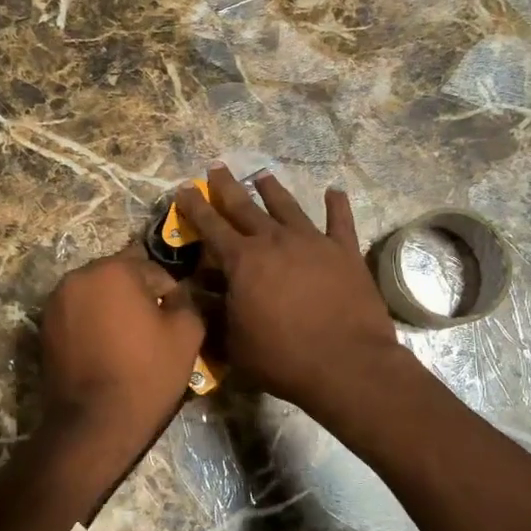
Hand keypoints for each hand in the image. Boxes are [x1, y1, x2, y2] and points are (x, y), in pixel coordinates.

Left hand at [38, 244, 205, 461]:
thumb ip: (186, 301)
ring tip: (127, 343)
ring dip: (113, 309)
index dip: (170, 296)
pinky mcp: (44, 327)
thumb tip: (175, 295)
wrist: (94, 423)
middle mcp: (78, 276)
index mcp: (114, 270)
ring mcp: (56, 302)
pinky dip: (93, 325)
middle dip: (138, 297)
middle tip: (152, 332)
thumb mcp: (187, 335)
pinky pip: (78, 315)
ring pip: (97, 295)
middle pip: (120, 277)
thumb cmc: (145, 374)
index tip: (174, 323)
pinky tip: (105, 352)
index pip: (154, 270)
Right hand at [175, 165, 404, 418]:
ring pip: (288, 206)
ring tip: (263, 175)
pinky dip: (336, 205)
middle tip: (217, 167)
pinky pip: (340, 220)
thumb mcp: (234, 343)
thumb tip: (197, 296)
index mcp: (243, 261)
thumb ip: (215, 315)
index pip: (211, 226)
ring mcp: (313, 242)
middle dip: (227, 186)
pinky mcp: (345, 251)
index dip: (195, 206)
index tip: (184, 188)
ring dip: (273, 190)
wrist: (346, 363)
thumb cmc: (283, 358)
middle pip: (245, 206)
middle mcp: (275, 241)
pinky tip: (334, 191)